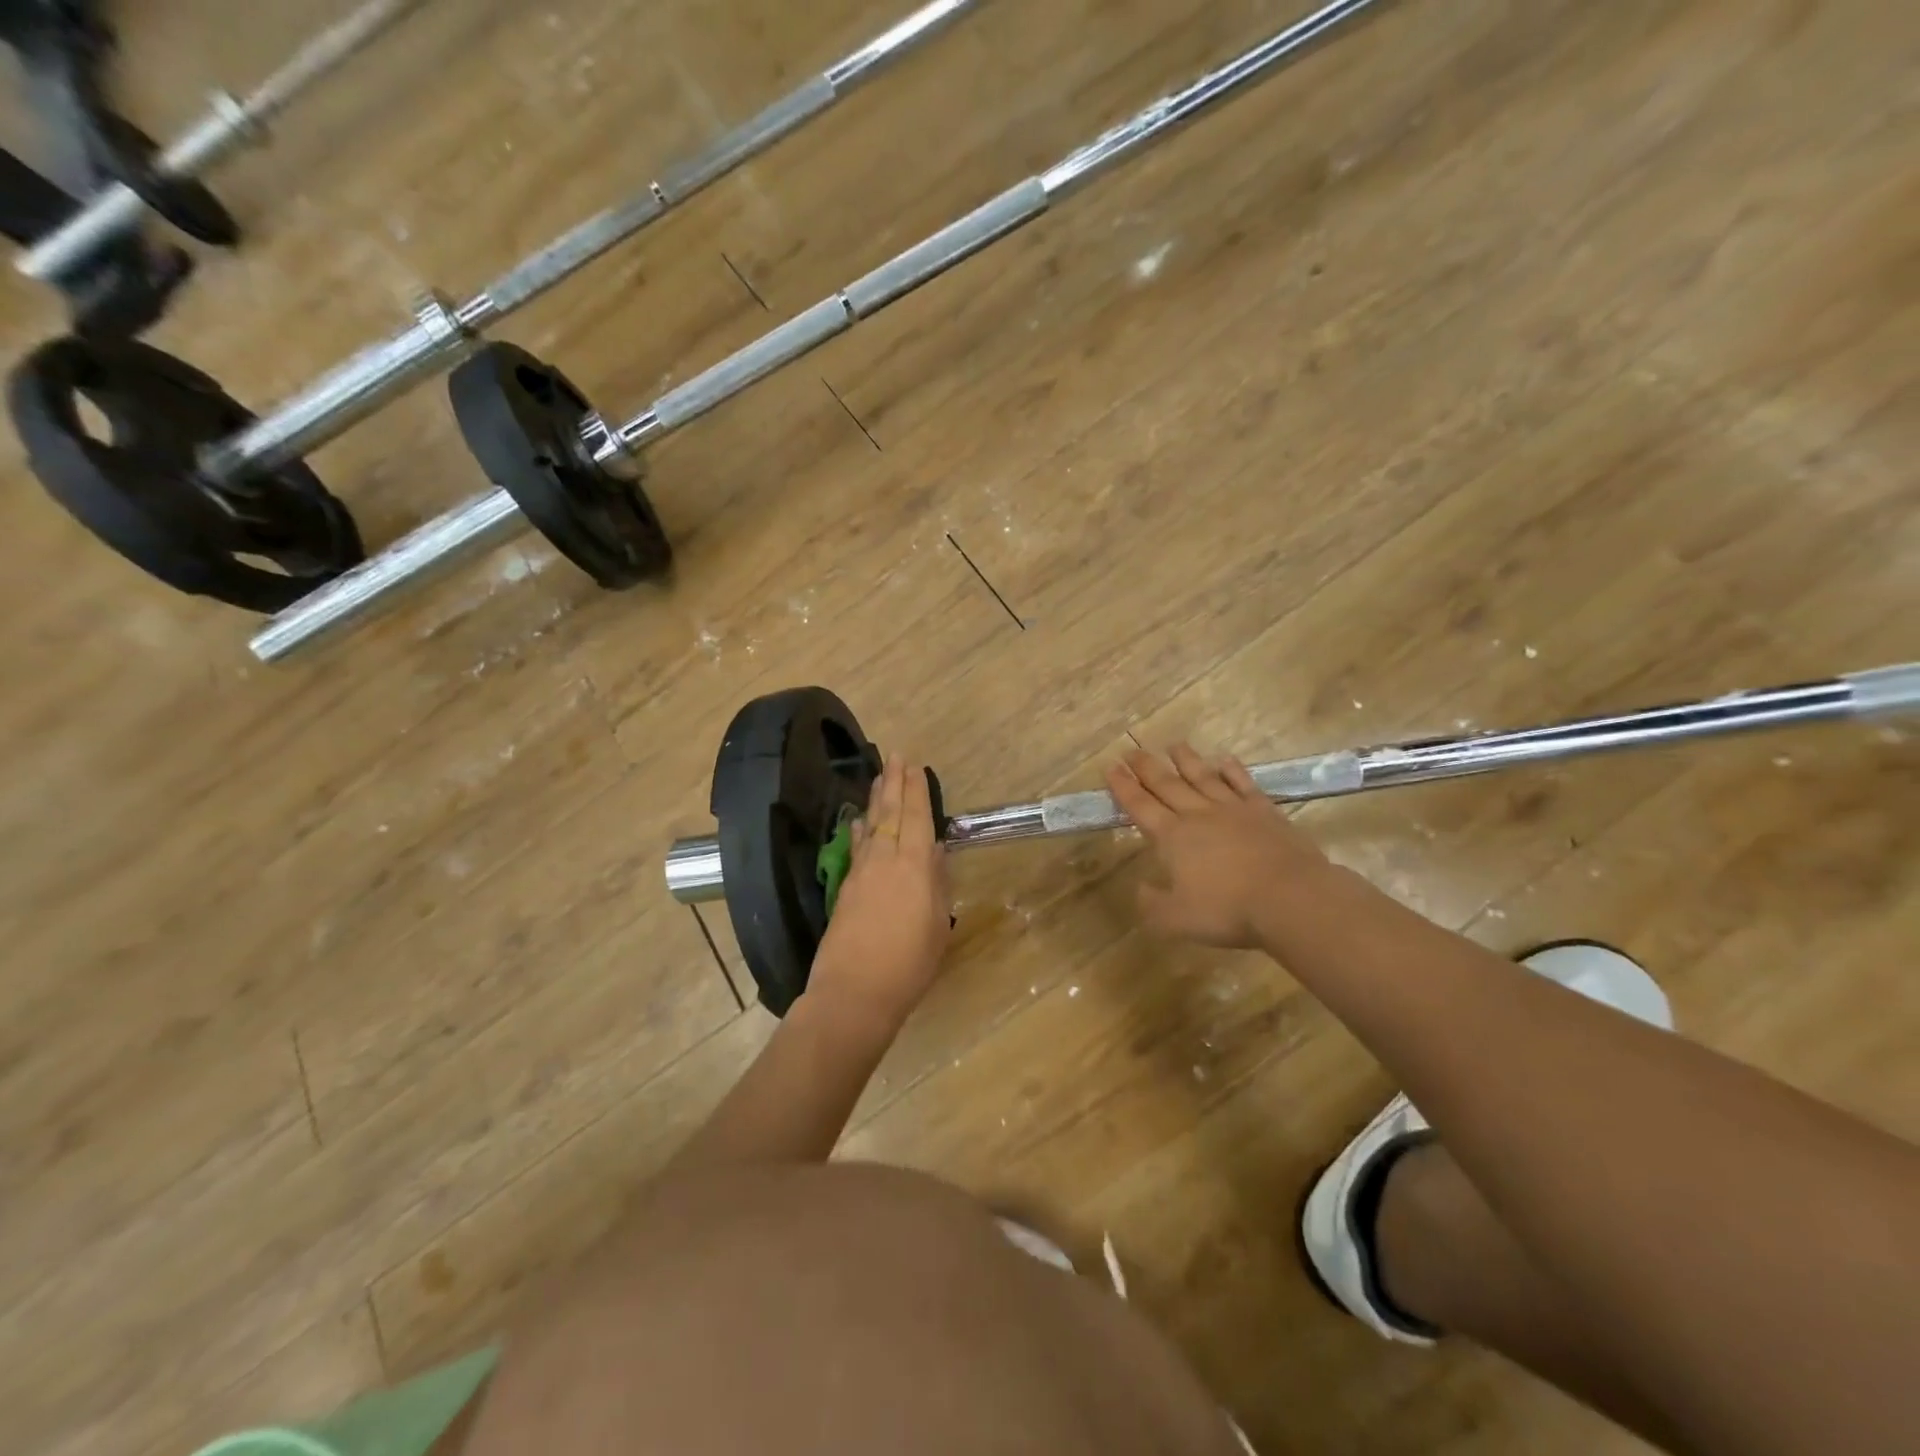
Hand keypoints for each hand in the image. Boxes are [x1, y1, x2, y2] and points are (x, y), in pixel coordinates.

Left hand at [808, 755, 952, 1032]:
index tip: (915, 766)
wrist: (854, 992)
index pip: (917, 818)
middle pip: (891, 813)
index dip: (916, 790)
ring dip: (876, 799)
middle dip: (894, 783)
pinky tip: (858, 819)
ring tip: (879, 777)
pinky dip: (859, 828)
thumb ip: (937, 885)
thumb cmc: (909, 964)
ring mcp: (862, 872)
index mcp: (915, 867)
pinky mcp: (845, 887)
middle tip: (895, 756)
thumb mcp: (937, 926)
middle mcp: (887, 860)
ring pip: (871, 825)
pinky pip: (856, 846)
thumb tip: (936, 852)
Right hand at [1106, 744, 1331, 948]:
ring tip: (1174, 745)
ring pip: (1203, 778)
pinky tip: (1225, 760)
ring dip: (1186, 760)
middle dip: (1146, 767)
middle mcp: (1198, 815)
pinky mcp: (1265, 812)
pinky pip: (1243, 784)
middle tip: (1131, 750)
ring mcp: (1233, 810)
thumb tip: (1140, 888)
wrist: (1291, 898)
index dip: (1123, 787)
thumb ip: (1151, 904)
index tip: (1110, 767)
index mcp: (1172, 837)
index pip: (1140, 806)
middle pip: (1167, 785)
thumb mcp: (1175, 920)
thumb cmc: (1228, 910)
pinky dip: (1232, 771)